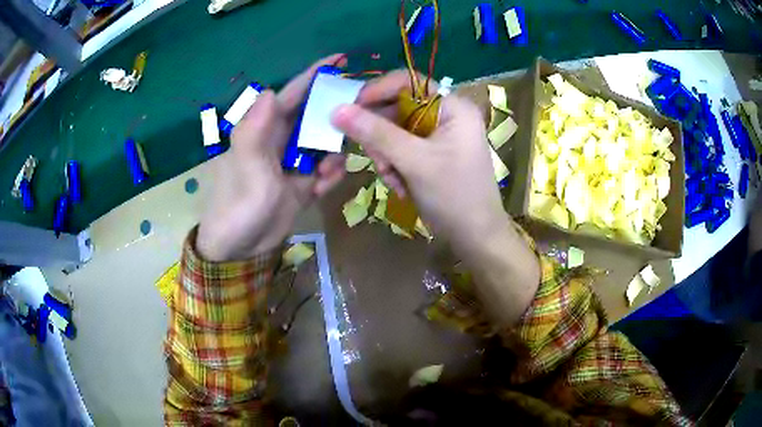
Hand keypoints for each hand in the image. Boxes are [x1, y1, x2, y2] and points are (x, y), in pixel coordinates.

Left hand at [196, 55, 346, 260]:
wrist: (240, 249)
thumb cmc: (238, 206)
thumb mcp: (246, 168)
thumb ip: (255, 130)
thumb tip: (268, 91)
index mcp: (265, 129)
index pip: (292, 94)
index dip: (315, 76)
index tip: (341, 61)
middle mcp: (280, 140)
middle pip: (314, 117)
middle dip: (333, 120)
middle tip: (355, 126)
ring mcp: (292, 162)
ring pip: (324, 145)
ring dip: (332, 155)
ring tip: (325, 173)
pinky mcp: (301, 183)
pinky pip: (324, 171)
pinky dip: (328, 177)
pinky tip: (320, 189)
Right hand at [331, 71, 503, 251]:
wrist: (476, 237)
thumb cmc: (454, 196)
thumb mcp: (415, 162)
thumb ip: (377, 134)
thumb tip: (337, 110)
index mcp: (453, 107)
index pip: (408, 81)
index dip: (377, 90)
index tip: (351, 108)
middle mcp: (446, 115)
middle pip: (398, 108)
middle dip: (382, 136)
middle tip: (377, 159)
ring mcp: (438, 136)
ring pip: (395, 132)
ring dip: (386, 155)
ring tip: (392, 178)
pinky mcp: (431, 154)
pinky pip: (401, 149)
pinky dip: (394, 166)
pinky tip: (400, 185)